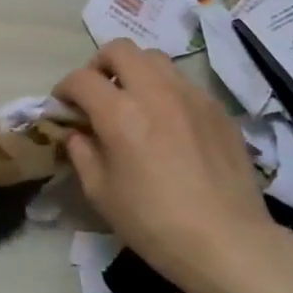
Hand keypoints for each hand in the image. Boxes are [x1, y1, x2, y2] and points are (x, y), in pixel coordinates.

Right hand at [54, 40, 284, 292]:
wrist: (228, 242)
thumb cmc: (154, 223)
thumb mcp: (102, 194)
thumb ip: (82, 154)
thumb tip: (77, 134)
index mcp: (120, 114)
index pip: (82, 79)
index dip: (65, 88)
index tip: (64, 105)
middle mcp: (155, 92)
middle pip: (120, 49)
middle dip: (100, 65)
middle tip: (98, 93)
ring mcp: (191, 96)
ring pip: (155, 59)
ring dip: (135, 72)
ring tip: (133, 101)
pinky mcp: (217, 109)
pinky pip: (184, 83)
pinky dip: (165, 91)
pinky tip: (168, 123)